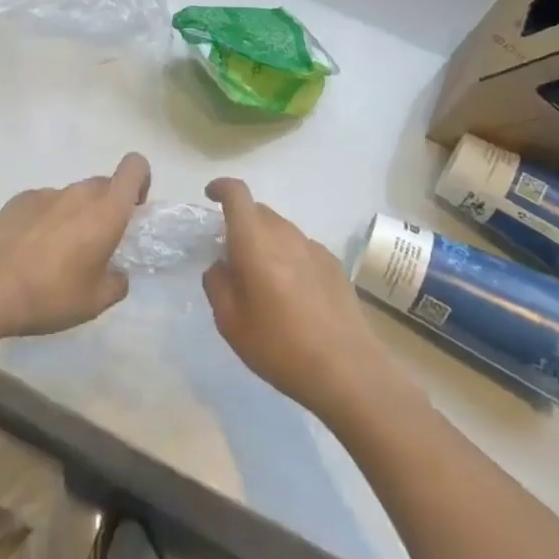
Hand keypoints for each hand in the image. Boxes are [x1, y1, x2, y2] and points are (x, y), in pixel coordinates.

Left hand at [0, 153, 149, 342]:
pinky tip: (29, 251)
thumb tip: (116, 272)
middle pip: (104, 185)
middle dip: (107, 208)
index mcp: (105, 211)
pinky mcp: (18, 200)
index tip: (134, 210)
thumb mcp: (95, 302)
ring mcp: (46, 193)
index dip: (140, 180)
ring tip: (56, 256)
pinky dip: (46, 220)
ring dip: (75, 217)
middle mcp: (78, 193)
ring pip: (73, 197)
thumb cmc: (49, 295)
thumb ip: (117, 281)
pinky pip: (45, 204)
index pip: (134, 167)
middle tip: (96, 245)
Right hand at [202, 177, 393, 423]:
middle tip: (231, 255)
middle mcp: (284, 233)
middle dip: (240, 222)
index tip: (210, 196)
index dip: (221, 188)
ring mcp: (313, 247)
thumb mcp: (230, 323)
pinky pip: (301, 248)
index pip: (237, 194)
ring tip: (262, 279)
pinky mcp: (333, 264)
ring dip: (265, 241)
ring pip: (280, 229)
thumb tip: (220, 265)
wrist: (348, 370)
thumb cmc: (280, 346)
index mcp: (254, 241)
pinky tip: (292, 294)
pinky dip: (288, 257)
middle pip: (258, 211)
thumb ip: (217, 284)